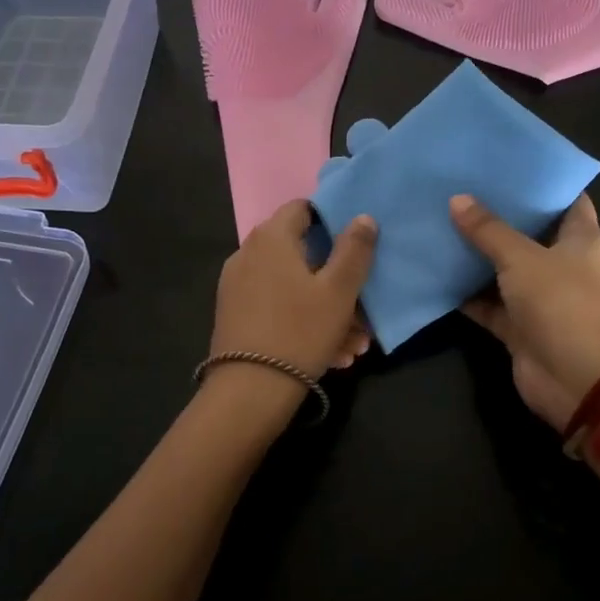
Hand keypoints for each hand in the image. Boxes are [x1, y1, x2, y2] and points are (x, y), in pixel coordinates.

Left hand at [208, 200, 375, 387]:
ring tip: (353, 344)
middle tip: (363, 309)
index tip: (357, 246)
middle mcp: (248, 254)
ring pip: (294, 287)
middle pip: (302, 253)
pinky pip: (278, 308)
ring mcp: (238, 286)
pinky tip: (331, 354)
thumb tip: (363, 216)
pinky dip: (304, 322)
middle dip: (337, 279)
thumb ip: (354, 250)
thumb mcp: (339, 291)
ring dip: (327, 309)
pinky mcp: (236, 315)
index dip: (333, 220)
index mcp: (271, 238)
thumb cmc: (300, 331)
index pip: (303, 208)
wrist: (248, 392)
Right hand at [451, 192, 599, 428]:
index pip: (565, 198)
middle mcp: (561, 263)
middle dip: (497, 214)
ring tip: (440, 221)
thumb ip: (489, 230)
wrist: (574, 380)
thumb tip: (457, 200)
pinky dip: (465, 292)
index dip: (540, 180)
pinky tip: (435, 270)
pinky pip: (487, 301)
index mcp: (580, 239)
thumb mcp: (522, 258)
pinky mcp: (518, 324)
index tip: (506, 162)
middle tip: (459, 187)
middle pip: (527, 231)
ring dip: (476, 253)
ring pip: (503, 267)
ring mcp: (539, 296)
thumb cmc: (560, 304)